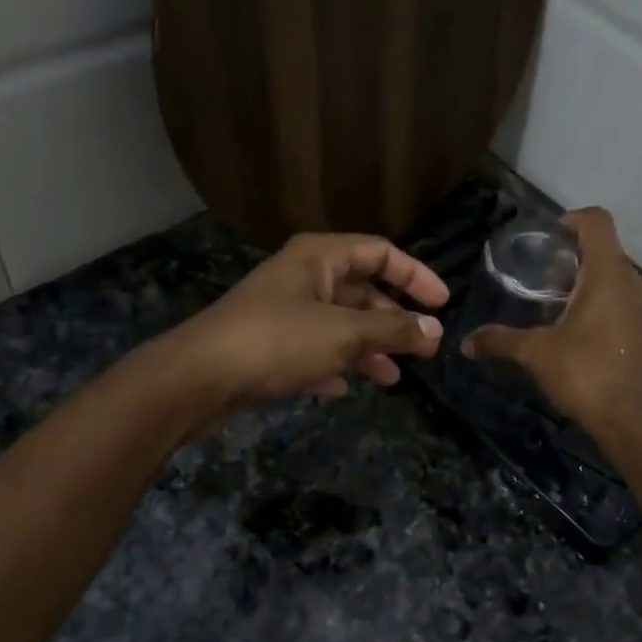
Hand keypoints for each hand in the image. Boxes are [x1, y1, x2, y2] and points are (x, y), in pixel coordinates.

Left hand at [158, 232, 447, 414]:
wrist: (199, 377)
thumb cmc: (277, 341)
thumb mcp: (344, 334)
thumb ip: (393, 331)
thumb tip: (435, 330)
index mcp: (319, 257)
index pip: (380, 252)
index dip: (416, 275)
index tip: (442, 304)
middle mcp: (302, 277)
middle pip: (361, 290)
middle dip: (393, 320)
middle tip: (423, 348)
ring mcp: (283, 311)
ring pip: (338, 324)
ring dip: (367, 348)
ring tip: (392, 378)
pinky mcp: (268, 345)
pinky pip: (312, 350)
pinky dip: (332, 365)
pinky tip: (342, 389)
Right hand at [462, 208, 641, 438]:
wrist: (633, 421)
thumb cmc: (585, 373)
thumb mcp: (536, 354)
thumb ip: (500, 341)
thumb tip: (466, 343)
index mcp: (609, 274)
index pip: (597, 222)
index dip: (572, 220)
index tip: (549, 239)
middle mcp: (635, 282)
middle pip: (606, 250)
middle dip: (574, 258)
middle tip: (544, 280)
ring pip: (617, 278)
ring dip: (590, 283)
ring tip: (559, 307)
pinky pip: (626, 301)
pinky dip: (604, 304)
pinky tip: (581, 331)